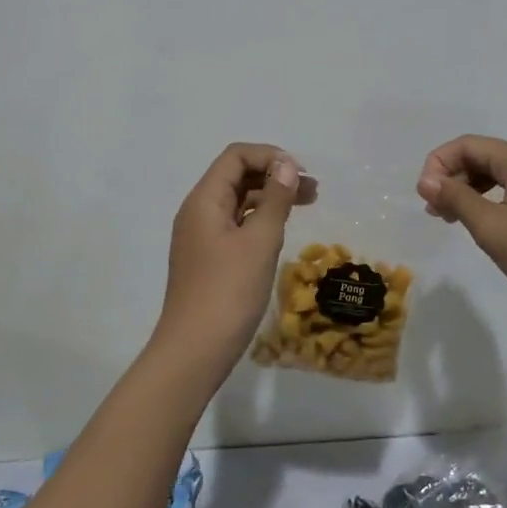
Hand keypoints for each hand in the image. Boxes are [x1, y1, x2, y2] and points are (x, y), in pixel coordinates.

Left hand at [155, 143, 309, 376]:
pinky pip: (235, 225)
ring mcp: (201, 237)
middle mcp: (198, 211)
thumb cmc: (228, 291)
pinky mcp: (208, 259)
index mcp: (204, 200)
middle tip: (312, 190)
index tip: (300, 173)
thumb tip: (286, 165)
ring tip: (306, 205)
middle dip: (274, 175)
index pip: (235, 156)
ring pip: (238, 202)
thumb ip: (275, 199)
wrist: (194, 351)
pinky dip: (260, 219)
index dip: (269, 156)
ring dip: (270, 197)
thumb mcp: (259, 241)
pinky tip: (281, 230)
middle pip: (236, 176)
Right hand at [417, 135, 506, 323]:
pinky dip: (490, 201)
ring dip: (469, 191)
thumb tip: (426, 180)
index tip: (424, 196)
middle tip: (434, 212)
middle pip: (483, 156)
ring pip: (497, 175)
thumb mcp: (492, 228)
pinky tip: (481, 224)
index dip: (439, 163)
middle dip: (452, 178)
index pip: (469, 145)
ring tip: (450, 219)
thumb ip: (456, 199)